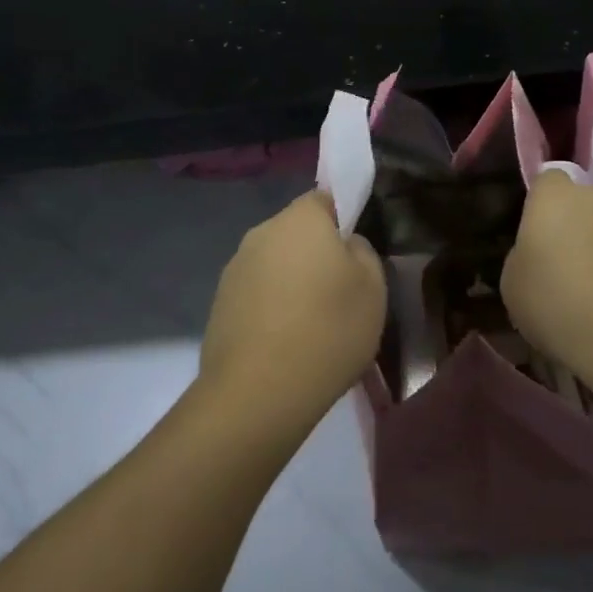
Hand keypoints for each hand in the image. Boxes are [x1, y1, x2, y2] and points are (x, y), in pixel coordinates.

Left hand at [200, 191, 386, 441]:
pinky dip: (271, 308)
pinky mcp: (219, 303)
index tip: (355, 255)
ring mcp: (234, 268)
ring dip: (292, 282)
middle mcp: (261, 232)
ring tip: (312, 325)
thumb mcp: (373, 288)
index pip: (325, 198)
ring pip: (275, 264)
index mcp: (300, 219)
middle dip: (316, 254)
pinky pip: (256, 294)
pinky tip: (285, 343)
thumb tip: (345, 245)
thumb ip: (363, 252)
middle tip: (340, 293)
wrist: (258, 392)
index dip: (343, 220)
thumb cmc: (327, 330)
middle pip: (297, 232)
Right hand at [502, 172, 592, 389]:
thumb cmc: (558, 306)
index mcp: (555, 197)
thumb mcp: (512, 285)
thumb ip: (524, 255)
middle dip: (576, 224)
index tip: (537, 237)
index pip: (547, 181)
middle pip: (584, 202)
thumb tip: (539, 254)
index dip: (542, 206)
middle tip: (566, 265)